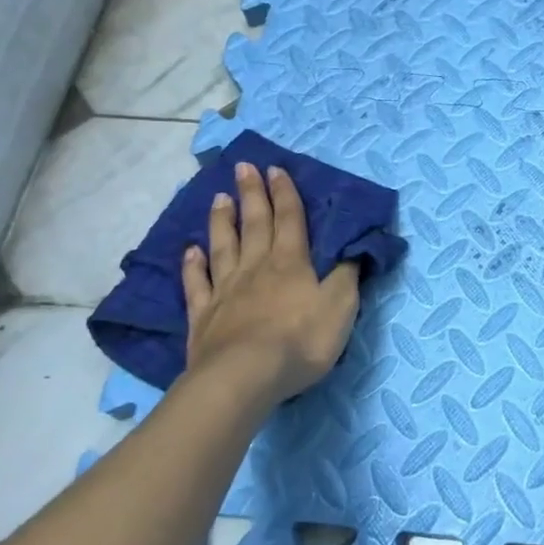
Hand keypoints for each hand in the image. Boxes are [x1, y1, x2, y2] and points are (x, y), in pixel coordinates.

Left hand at [179, 161, 360, 406]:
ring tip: (219, 197)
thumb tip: (354, 247)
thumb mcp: (340, 306)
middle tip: (243, 167)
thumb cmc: (300, 340)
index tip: (275, 168)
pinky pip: (196, 284)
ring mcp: (225, 291)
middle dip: (252, 194)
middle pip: (254, 224)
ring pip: (223, 246)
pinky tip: (190, 251)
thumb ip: (347, 275)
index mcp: (291, 263)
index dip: (285, 193)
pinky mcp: (204, 316)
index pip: (289, 219)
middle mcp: (256, 268)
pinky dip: (192, 266)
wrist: (244, 376)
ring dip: (223, 221)